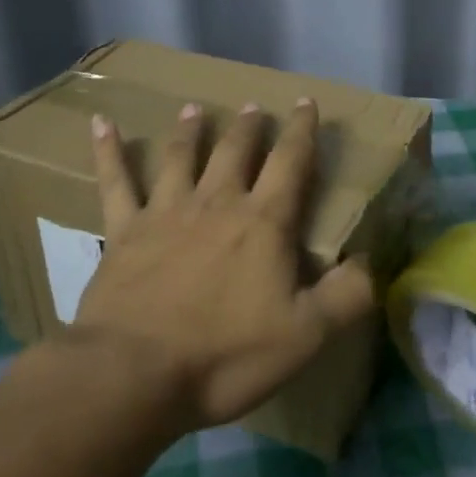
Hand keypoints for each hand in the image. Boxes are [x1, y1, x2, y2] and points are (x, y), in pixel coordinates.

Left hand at [69, 98, 374, 434]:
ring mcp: (165, 213)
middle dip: (247, 127)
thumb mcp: (306, 335)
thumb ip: (348, 295)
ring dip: (189, 131)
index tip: (305, 102)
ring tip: (193, 109)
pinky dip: (108, 151)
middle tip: (251, 106)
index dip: (301, 131)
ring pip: (180, 158)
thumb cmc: (226, 355)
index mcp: (262, 223)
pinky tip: (102, 123)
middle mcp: (215, 204)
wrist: (134, 374)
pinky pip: (116, 183)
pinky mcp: (123, 232)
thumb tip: (373, 262)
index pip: (290, 163)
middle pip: (234, 153)